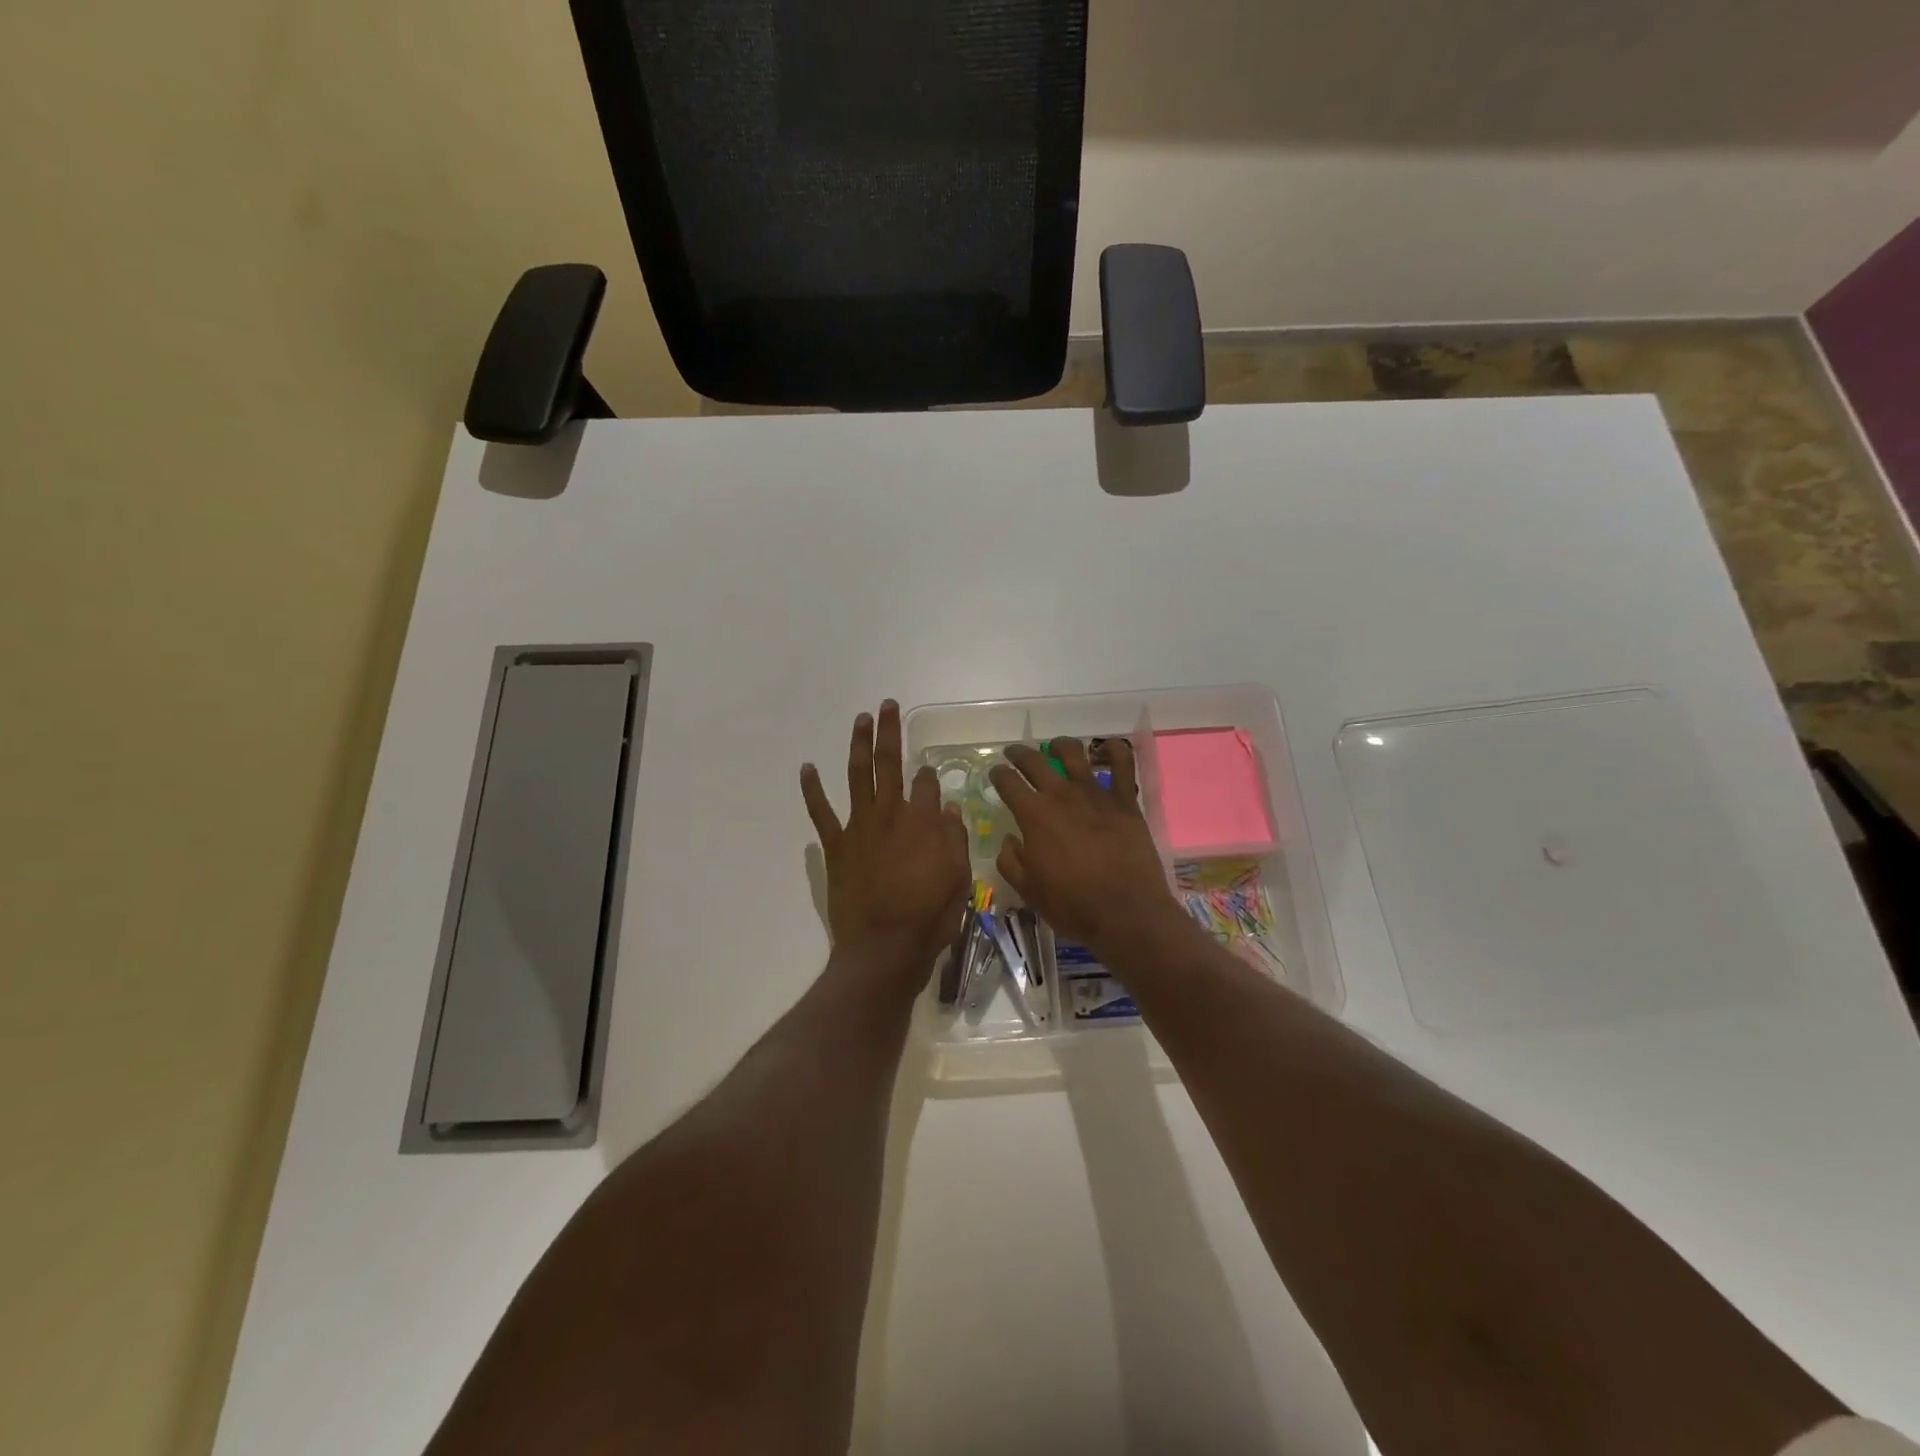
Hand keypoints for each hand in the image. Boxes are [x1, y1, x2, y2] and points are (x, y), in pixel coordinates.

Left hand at [801, 700, 970, 978]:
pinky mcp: (837, 845)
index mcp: (923, 821)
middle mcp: (890, 814)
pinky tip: (807, 767)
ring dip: (858, 745)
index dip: (929, 775)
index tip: (929, 772)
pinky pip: (821, 812)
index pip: (926, 784)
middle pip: (890, 763)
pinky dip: (812, 789)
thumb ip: (954, 839)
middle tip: (886, 705)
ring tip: (860, 719)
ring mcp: (860, 827)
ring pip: (857, 775)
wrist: (885, 947)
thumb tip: (949, 808)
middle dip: (889, 731)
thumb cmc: (929, 916)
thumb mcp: (959, 878)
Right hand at [989, 738, 1181, 956]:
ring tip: (1056, 748)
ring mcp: (1095, 793)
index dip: (998, 774)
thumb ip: (1010, 861)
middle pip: (1034, 761)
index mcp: (1034, 815)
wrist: (1125, 912)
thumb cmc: (1072, 905)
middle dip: (1019, 754)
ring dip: (1060, 746)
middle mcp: (1061, 795)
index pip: (1007, 782)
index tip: (996, 773)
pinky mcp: (1125, 800)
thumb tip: (1008, 839)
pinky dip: (1116, 750)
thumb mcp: (1028, 890)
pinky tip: (1109, 748)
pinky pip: (1123, 764)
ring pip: (1073, 753)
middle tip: (1014, 754)